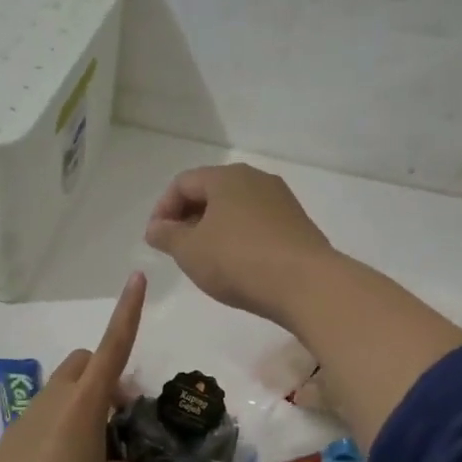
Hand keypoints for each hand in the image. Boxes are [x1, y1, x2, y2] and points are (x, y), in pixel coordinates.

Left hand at [0, 272, 151, 461]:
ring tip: (96, 452)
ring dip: (83, 405)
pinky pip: (43, 418)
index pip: (113, 347)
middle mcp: (55, 398)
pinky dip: (61, 428)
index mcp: (85, 401)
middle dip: (105, 376)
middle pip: (84, 363)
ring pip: (62, 391)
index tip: (136, 279)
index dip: (128, 313)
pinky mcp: (12, 439)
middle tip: (120, 416)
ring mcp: (29, 417)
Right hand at [144, 164, 337, 324]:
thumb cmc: (238, 260)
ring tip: (204, 259)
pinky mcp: (296, 224)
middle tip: (176, 249)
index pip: (183, 183)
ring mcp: (280, 200)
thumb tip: (155, 228)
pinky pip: (256, 223)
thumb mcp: (189, 250)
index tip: (155, 239)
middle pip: (210, 192)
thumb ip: (166, 236)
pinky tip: (235, 264)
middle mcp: (255, 179)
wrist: (306, 284)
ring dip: (212, 229)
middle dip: (187, 218)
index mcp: (226, 177)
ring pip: (234, 208)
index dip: (162, 209)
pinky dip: (237, 237)